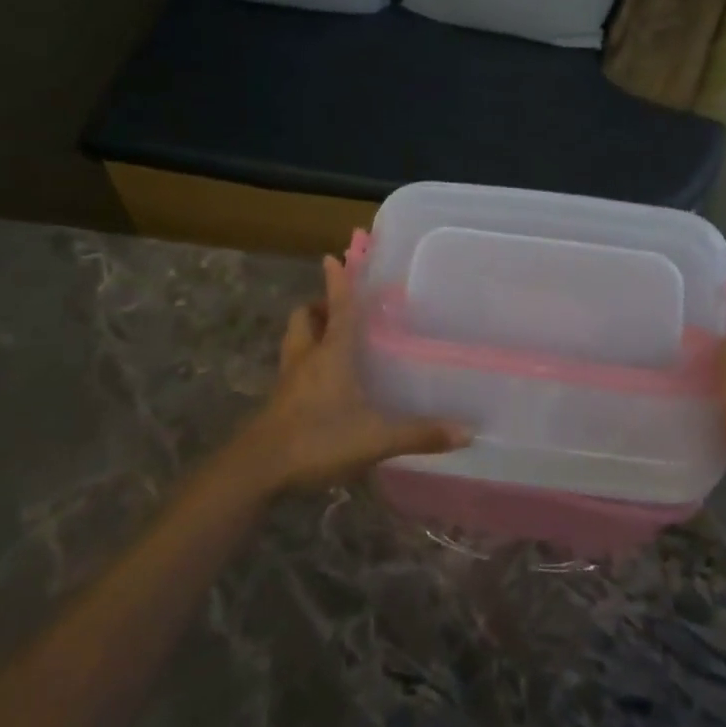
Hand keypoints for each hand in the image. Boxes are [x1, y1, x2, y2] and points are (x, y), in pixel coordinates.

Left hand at [229, 255, 468, 494]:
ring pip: (295, 340)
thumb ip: (419, 434)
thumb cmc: (318, 439)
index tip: (332, 257)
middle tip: (339, 310)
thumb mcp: (375, 439)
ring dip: (310, 332)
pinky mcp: (278, 402)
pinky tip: (322, 383)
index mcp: (331, 353)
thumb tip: (467, 432)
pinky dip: (306, 363)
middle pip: (305, 318)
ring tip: (331, 340)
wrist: (258, 469)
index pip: (339, 308)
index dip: (339, 282)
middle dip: (320, 306)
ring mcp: (288, 380)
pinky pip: (292, 368)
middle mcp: (306, 358)